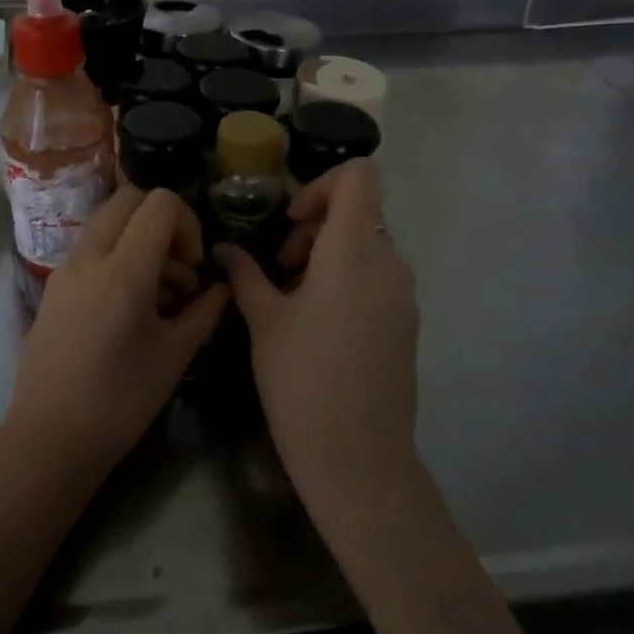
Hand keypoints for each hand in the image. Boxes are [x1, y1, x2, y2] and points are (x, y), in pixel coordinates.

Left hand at [9, 187, 227, 476]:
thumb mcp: (174, 356)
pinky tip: (130, 306)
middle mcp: (89, 257)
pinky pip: (91, 248)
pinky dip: (117, 255)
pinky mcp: (53, 285)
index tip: (194, 266)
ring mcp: (65, 269)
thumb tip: (222, 287)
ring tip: (160, 294)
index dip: (188, 223)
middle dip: (163, 221)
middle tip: (179, 267)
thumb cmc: (120, 401)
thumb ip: (204, 311)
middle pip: (129, 198)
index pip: (160, 203)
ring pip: (108, 222)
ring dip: (139, 239)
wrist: (49, 437)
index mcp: (123, 271)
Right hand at [216, 161, 419, 514]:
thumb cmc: (302, 379)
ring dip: (328, 254)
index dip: (321, 184)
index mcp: (354, 250)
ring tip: (291, 296)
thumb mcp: (264, 320)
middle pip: (359, 212)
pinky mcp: (406, 324)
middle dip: (315, 225)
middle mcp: (390, 263)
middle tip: (280, 265)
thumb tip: (226, 249)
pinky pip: (377, 279)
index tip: (290, 220)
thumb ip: (246, 274)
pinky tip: (317, 324)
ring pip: (367, 247)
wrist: (357, 457)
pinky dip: (347, 280)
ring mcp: (404, 296)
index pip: (360, 176)